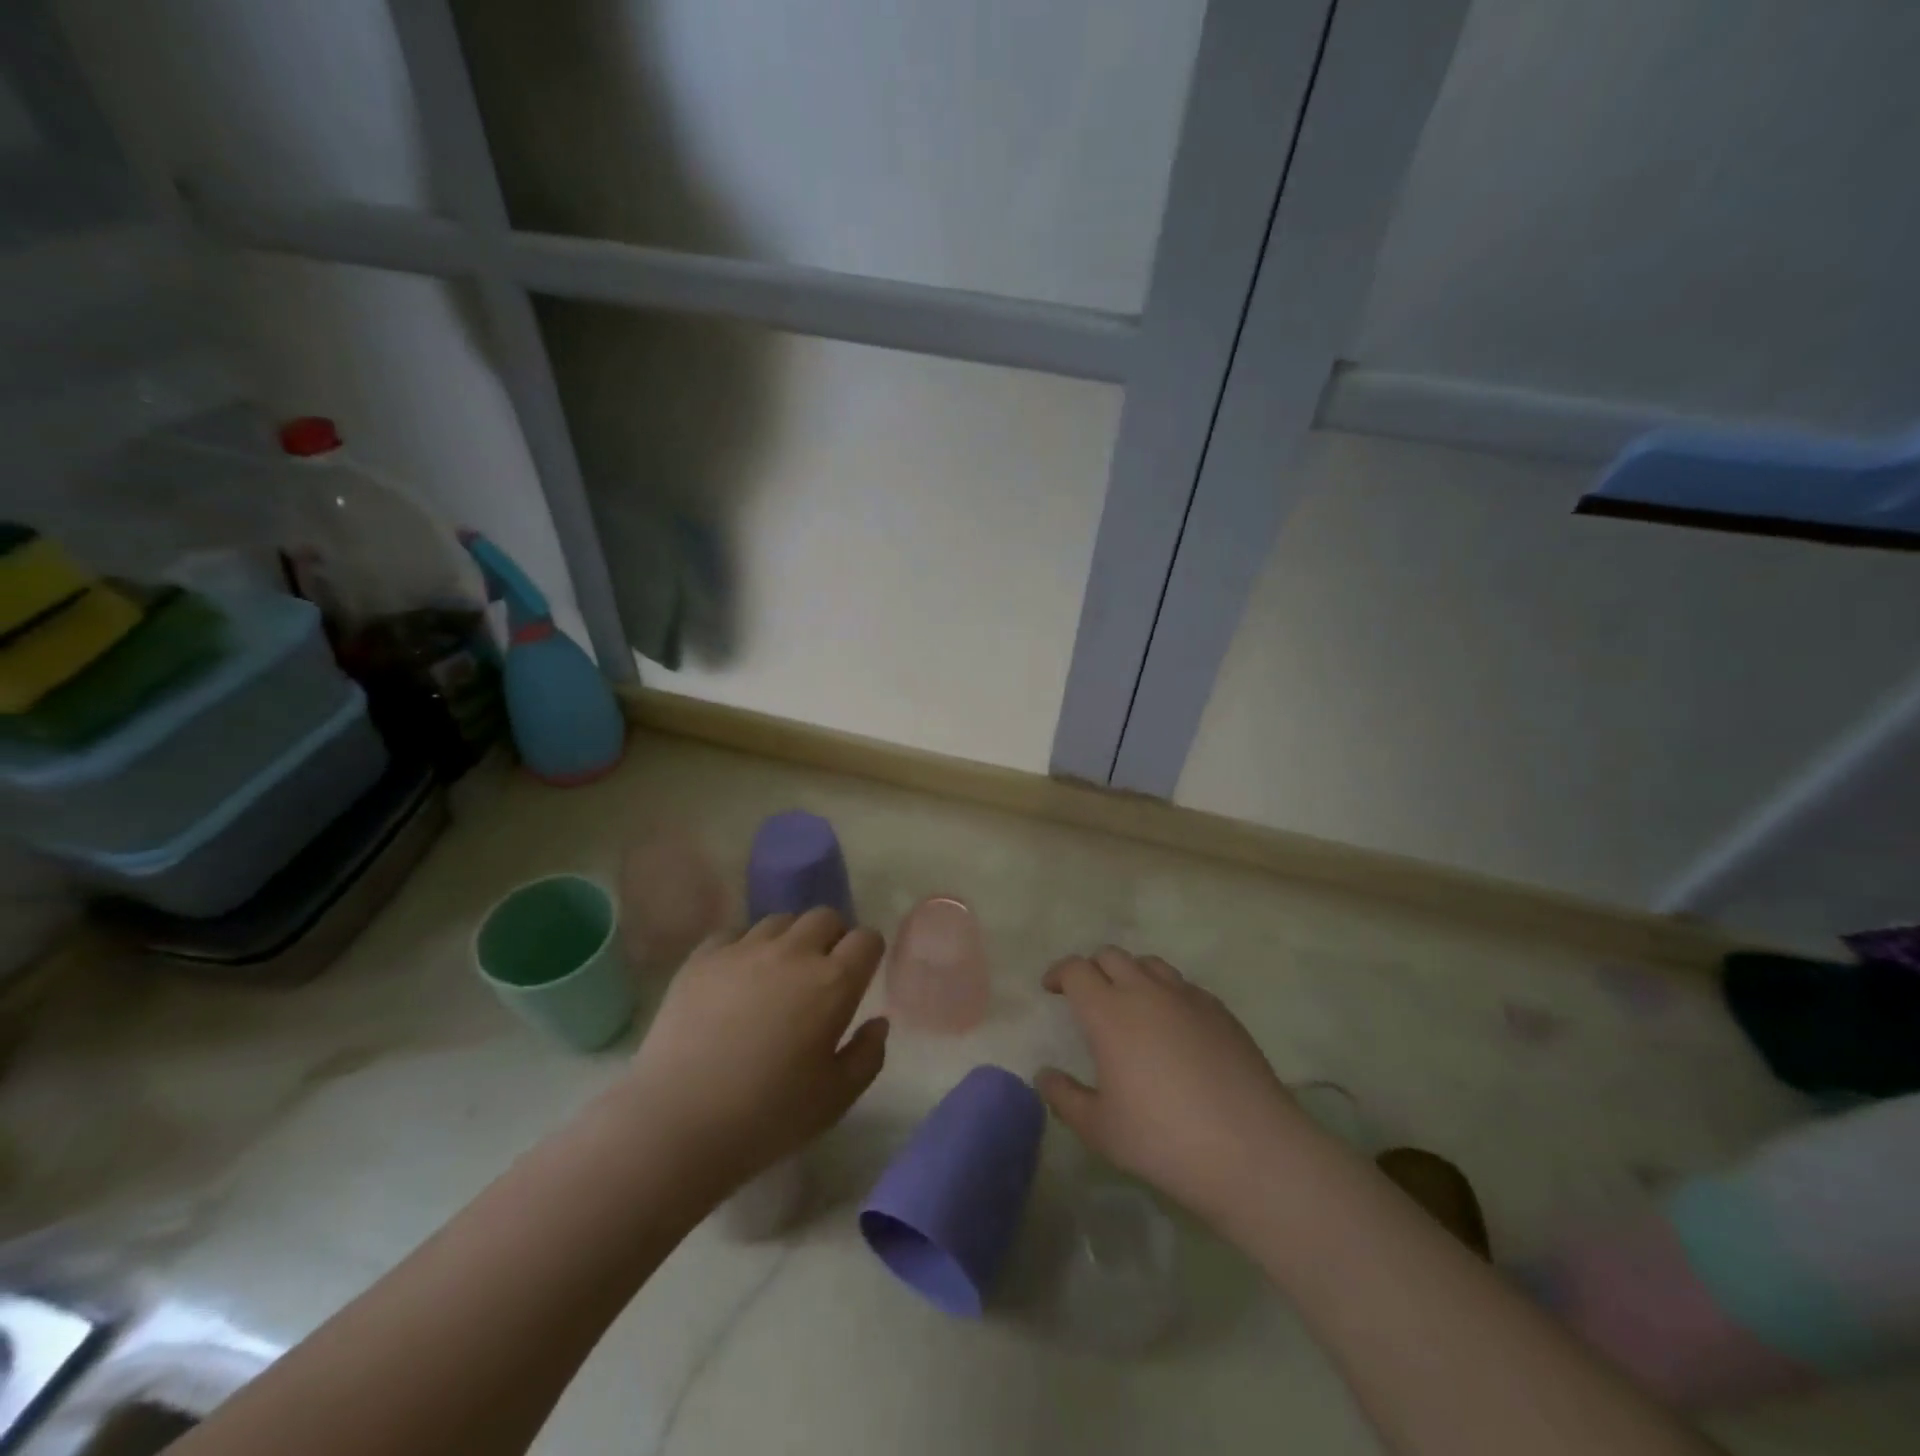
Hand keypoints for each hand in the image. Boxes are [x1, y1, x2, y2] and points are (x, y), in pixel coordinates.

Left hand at [618, 908, 888, 1196]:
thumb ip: (868, 1056)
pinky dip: (743, 947)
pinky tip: (735, 977)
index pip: (866, 939)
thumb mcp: (836, 1099)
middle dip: (832, 937)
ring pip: (780, 920)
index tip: (860, 974)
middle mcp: (793, 952)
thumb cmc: (768, 1116)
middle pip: (825, 917)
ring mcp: (744, 949)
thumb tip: (877, 1023)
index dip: (868, 952)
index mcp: (833, 983)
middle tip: (821, 972)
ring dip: (789, 939)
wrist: (677, 1123)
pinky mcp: (702, 957)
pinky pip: (733, 932)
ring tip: (777, 973)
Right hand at [1037, 947, 1301, 1223]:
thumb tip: (1044, 1075)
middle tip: (1087, 996)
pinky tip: (1173, 1027)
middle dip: (1092, 968)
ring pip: (1149, 964)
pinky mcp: (1220, 1011)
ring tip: (1130, 1005)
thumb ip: (1065, 1097)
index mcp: (1109, 1012)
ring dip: (1131, 974)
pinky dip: (1166, 993)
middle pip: (1111, 956)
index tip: (1052, 988)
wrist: (1251, 1150)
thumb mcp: (1100, 1129)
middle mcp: (1146, 992)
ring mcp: (1187, 997)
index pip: (1076, 970)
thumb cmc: (1163, 1140)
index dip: (1059, 973)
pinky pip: (1183, 986)